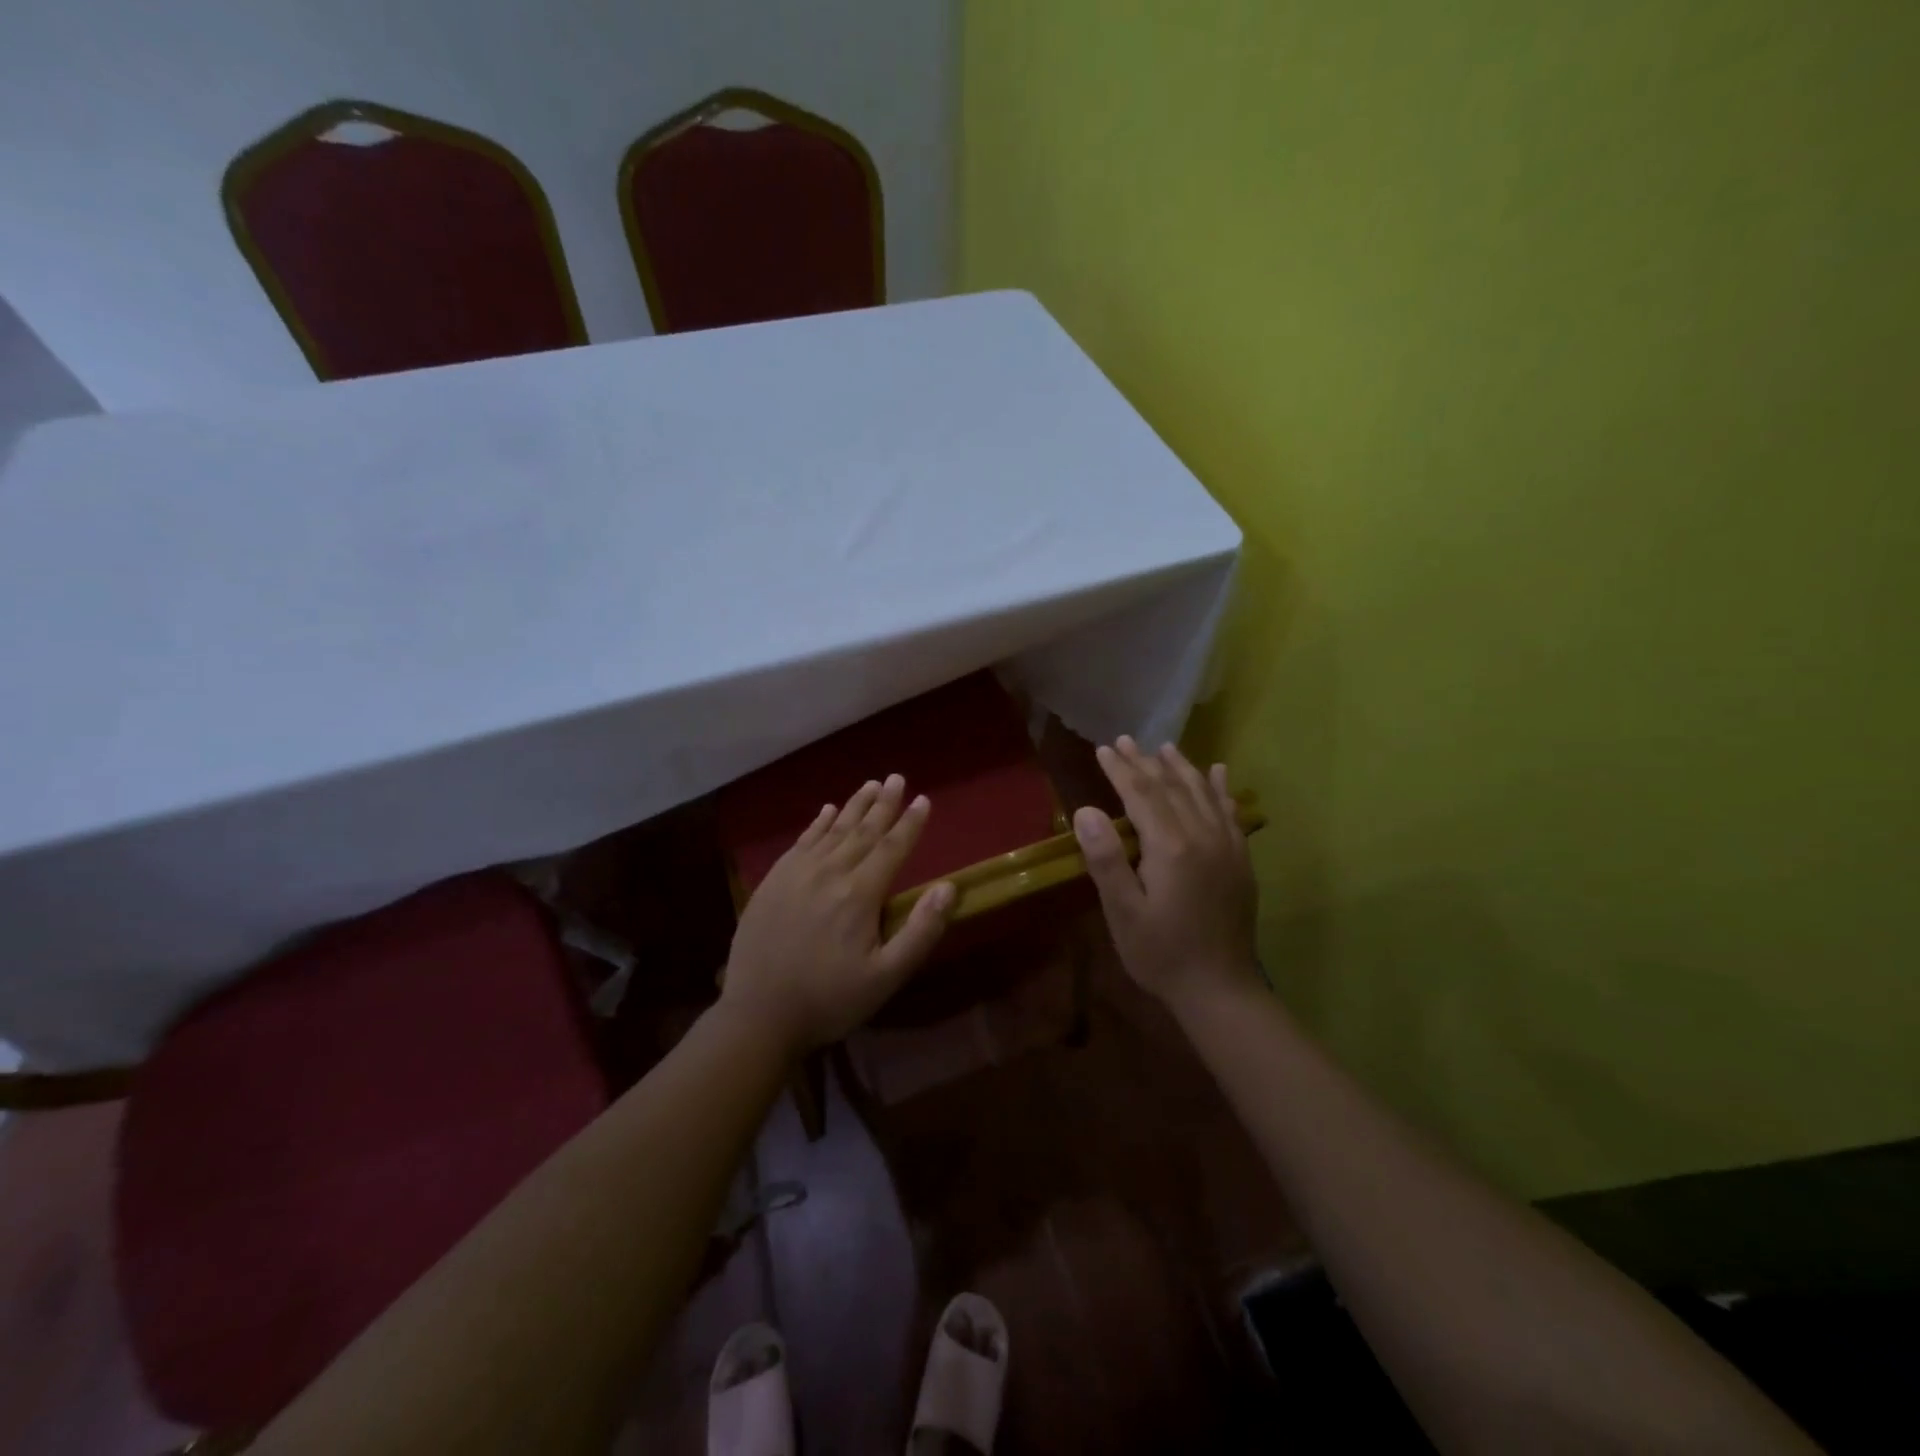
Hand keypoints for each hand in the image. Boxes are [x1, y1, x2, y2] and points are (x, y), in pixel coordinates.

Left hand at [721, 773, 955, 1053]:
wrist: (758, 1016)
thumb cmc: (829, 1000)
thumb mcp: (885, 978)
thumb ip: (920, 932)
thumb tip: (948, 888)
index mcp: (859, 895)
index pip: (892, 848)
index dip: (910, 824)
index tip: (924, 799)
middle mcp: (829, 873)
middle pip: (862, 831)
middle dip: (883, 804)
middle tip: (897, 778)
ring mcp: (796, 874)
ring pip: (832, 831)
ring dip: (853, 806)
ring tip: (870, 784)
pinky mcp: (772, 882)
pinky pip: (801, 842)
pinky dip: (817, 824)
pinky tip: (825, 811)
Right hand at [1072, 738, 1259, 1006]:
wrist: (1220, 989)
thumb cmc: (1160, 953)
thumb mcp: (1122, 911)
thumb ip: (1106, 859)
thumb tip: (1086, 810)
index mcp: (1171, 846)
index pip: (1141, 794)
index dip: (1121, 769)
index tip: (1104, 749)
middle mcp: (1203, 836)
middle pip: (1172, 787)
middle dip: (1146, 762)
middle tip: (1125, 740)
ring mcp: (1227, 846)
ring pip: (1203, 793)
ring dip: (1182, 767)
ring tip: (1165, 747)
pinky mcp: (1241, 860)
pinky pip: (1230, 813)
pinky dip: (1221, 789)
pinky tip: (1217, 773)